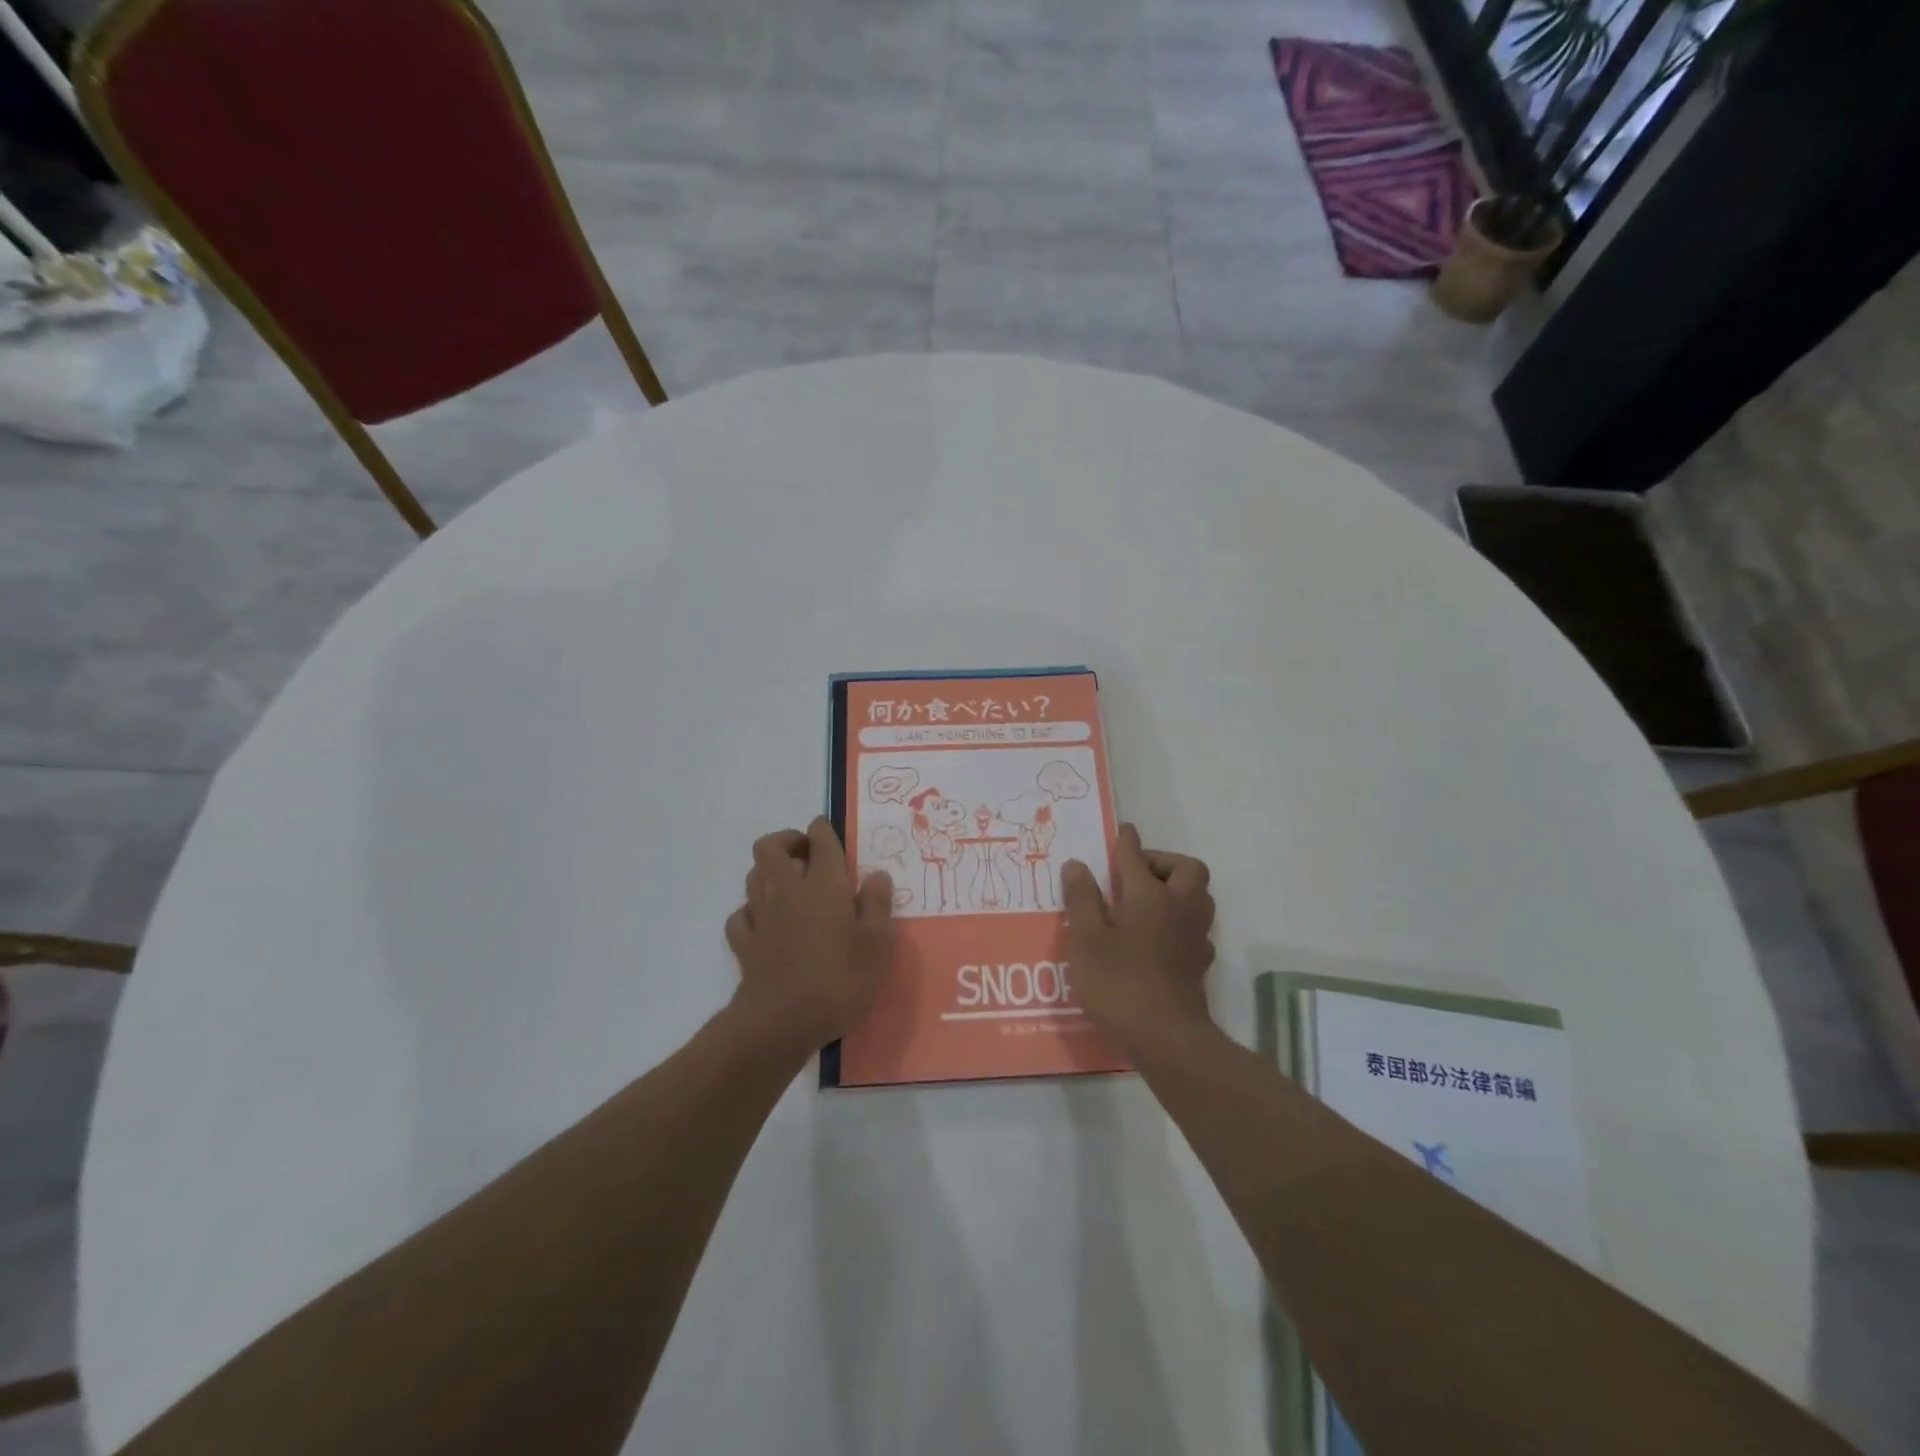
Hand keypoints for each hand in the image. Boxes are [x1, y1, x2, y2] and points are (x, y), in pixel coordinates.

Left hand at [725, 818, 894, 1048]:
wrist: (781, 1022)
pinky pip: (741, 914)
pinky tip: (767, 923)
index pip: (819, 839)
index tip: (829, 833)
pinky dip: (753, 911)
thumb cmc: (839, 979)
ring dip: (769, 872)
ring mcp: (760, 915)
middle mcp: (787, 889)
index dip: (823, 830)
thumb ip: (878, 905)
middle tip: (808, 855)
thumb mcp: (877, 944)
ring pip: (754, 875)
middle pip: (770, 846)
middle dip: (787, 841)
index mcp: (823, 884)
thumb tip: (877, 875)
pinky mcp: (744, 943)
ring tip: (792, 887)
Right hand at [1062, 823, 1215, 1053]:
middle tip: (1135, 874)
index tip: (1123, 830)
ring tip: (1144, 901)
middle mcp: (1179, 907)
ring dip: (1175, 888)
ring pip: (1197, 896)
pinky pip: (1194, 926)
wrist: (1166, 1037)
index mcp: (1149, 895)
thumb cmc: (1119, 982)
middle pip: (1185, 868)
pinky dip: (1178, 920)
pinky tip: (1157, 937)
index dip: (1126, 841)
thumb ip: (1082, 898)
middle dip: (1162, 862)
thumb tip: (1077, 864)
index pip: (1136, 856)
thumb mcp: (1086, 938)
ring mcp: (1194, 935)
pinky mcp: (1199, 962)